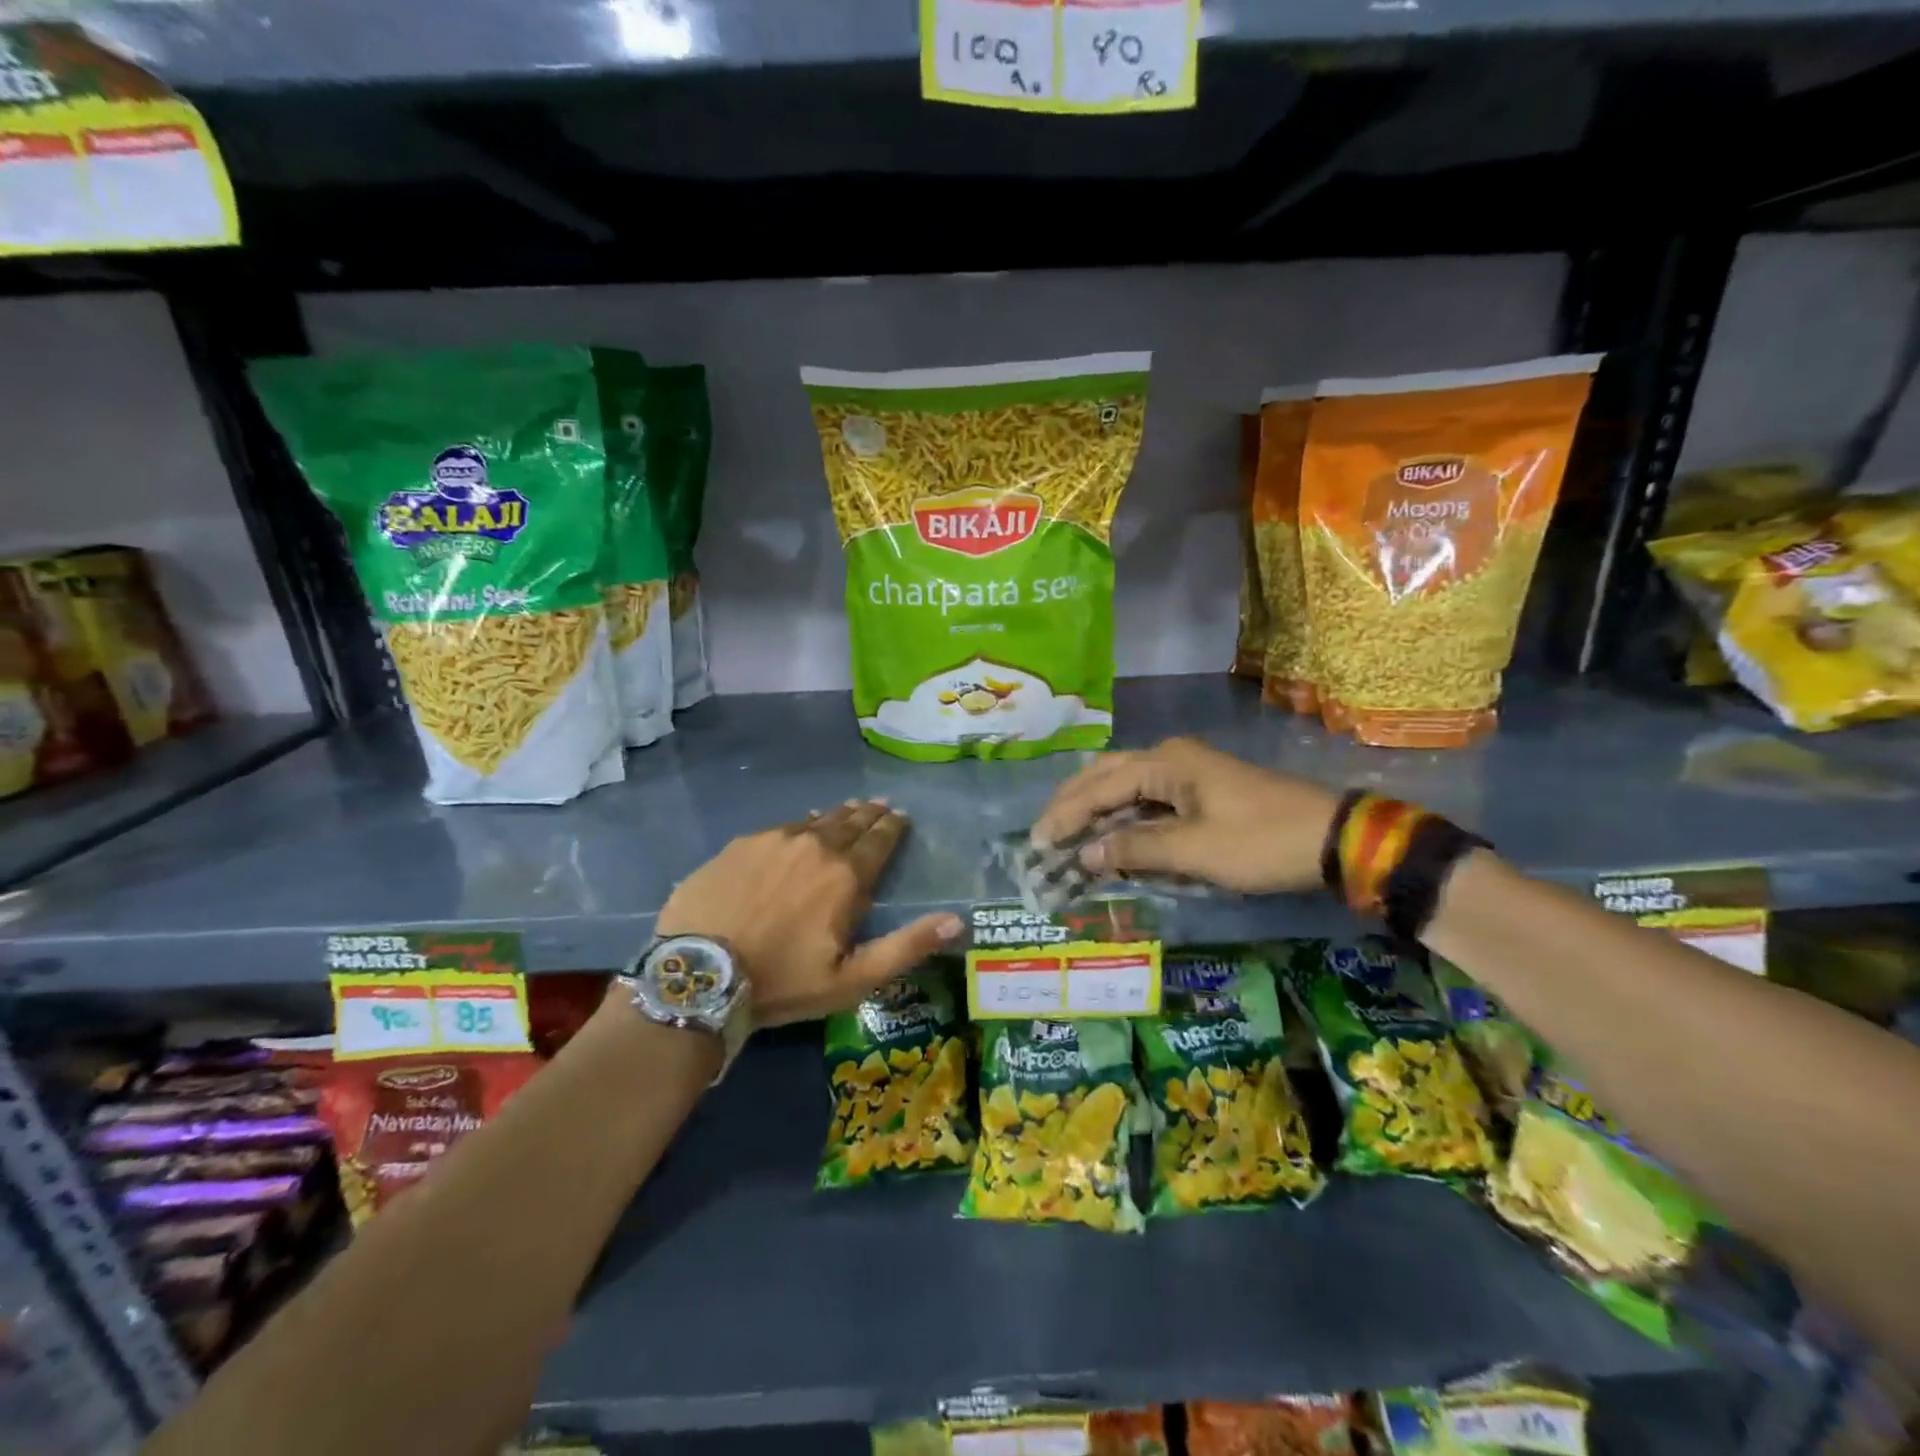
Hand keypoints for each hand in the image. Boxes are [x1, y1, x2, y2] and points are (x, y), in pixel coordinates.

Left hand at [655, 800, 960, 1026]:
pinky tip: (799, 829)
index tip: (901, 816)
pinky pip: (781, 828)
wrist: (699, 975)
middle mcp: (815, 845)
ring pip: (816, 821)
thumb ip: (907, 946)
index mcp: (845, 875)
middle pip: (850, 822)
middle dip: (869, 814)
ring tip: (848, 810)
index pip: (879, 840)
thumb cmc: (782, 982)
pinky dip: (799, 826)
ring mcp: (774, 840)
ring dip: (836, 816)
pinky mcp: (741, 845)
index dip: (893, 827)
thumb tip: (957, 919)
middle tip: (880, 806)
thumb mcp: (853, 979)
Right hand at [1034, 738, 1339, 893]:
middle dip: (1072, 803)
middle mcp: (1170, 757)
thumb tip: (1085, 853)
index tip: (1038, 842)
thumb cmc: (1260, 842)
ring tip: (1066, 832)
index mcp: (1165, 763)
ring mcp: (1187, 771)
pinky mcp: (1201, 790)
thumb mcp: (1195, 850)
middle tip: (1044, 832)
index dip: (1066, 815)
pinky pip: (1147, 798)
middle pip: (1106, 775)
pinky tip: (1109, 834)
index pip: (1099, 787)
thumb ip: (1135, 849)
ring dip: (1095, 808)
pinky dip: (1122, 816)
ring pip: (1125, 785)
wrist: (1332, 838)